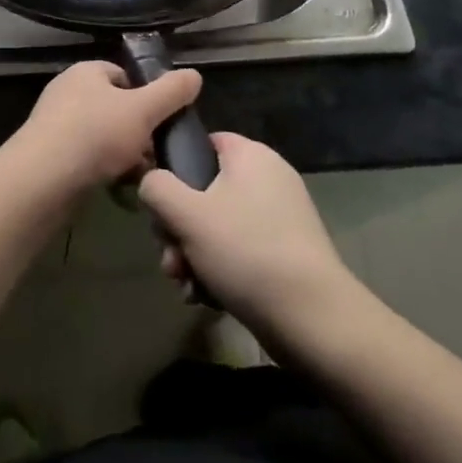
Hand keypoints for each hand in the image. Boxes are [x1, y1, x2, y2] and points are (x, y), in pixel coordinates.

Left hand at [11, 61, 201, 192]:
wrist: (42, 180)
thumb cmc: (95, 134)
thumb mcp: (143, 109)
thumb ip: (171, 92)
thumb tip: (194, 75)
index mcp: (86, 72)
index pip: (124, 76)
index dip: (147, 97)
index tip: (163, 121)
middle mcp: (68, 93)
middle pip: (116, 110)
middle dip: (139, 133)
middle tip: (156, 155)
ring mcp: (56, 126)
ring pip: (104, 139)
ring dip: (125, 157)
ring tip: (141, 177)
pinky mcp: (51, 157)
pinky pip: (88, 160)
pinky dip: (105, 172)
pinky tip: (119, 190)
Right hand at [140, 133, 355, 338]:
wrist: (311, 319)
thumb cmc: (245, 251)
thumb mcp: (187, 214)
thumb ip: (157, 187)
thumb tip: (151, 182)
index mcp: (251, 156)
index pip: (202, 143)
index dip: (174, 169)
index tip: (160, 204)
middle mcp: (268, 179)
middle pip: (203, 190)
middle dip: (178, 227)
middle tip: (170, 256)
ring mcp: (279, 217)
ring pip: (216, 226)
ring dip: (192, 254)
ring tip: (185, 284)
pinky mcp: (284, 253)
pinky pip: (238, 251)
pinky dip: (217, 270)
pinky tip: (204, 296)